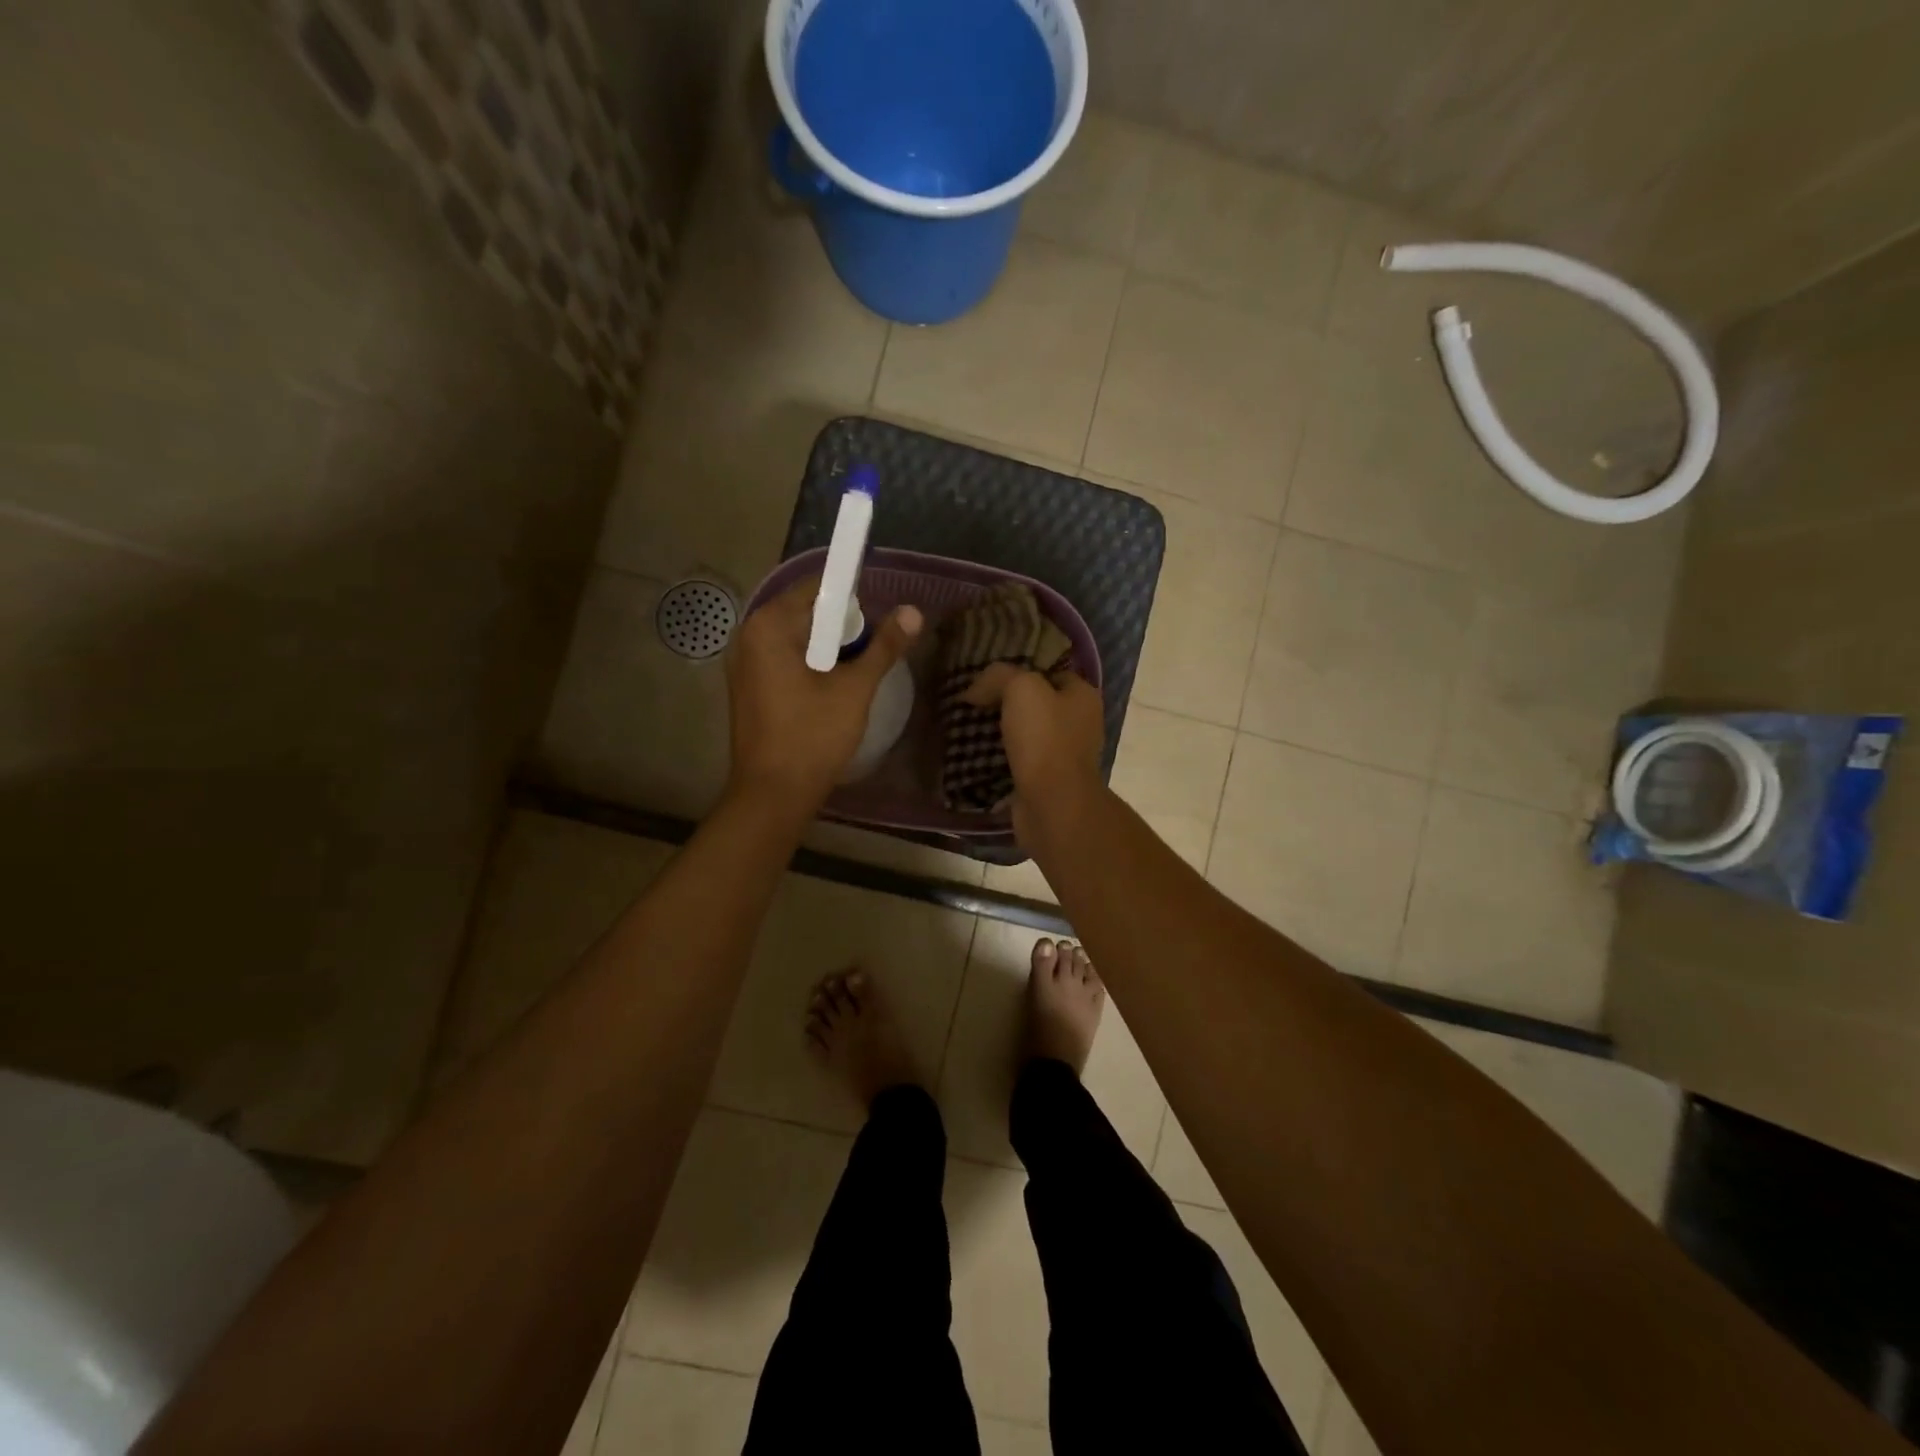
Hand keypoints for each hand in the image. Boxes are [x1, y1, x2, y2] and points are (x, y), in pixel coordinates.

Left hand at [726, 577, 922, 811]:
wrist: (772, 795)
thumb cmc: (812, 736)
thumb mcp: (855, 688)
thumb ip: (884, 646)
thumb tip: (913, 612)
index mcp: (768, 625)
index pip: (817, 588)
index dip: (853, 600)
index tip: (878, 624)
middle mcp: (748, 636)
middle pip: (806, 612)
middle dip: (842, 628)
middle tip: (872, 653)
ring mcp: (744, 663)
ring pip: (797, 639)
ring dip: (829, 649)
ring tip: (857, 673)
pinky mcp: (748, 687)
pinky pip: (785, 659)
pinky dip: (811, 665)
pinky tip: (832, 689)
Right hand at [964, 663, 1105, 843]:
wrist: (1052, 804)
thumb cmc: (1044, 739)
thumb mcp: (1021, 689)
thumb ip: (998, 677)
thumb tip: (975, 690)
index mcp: (1084, 697)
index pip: (1052, 673)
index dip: (1022, 671)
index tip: (990, 678)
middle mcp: (1080, 724)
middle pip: (1038, 705)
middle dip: (1008, 704)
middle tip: (975, 702)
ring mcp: (1065, 756)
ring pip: (1028, 735)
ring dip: (1003, 733)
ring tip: (969, 727)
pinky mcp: (1048, 782)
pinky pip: (1020, 762)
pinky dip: (1001, 759)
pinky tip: (977, 756)